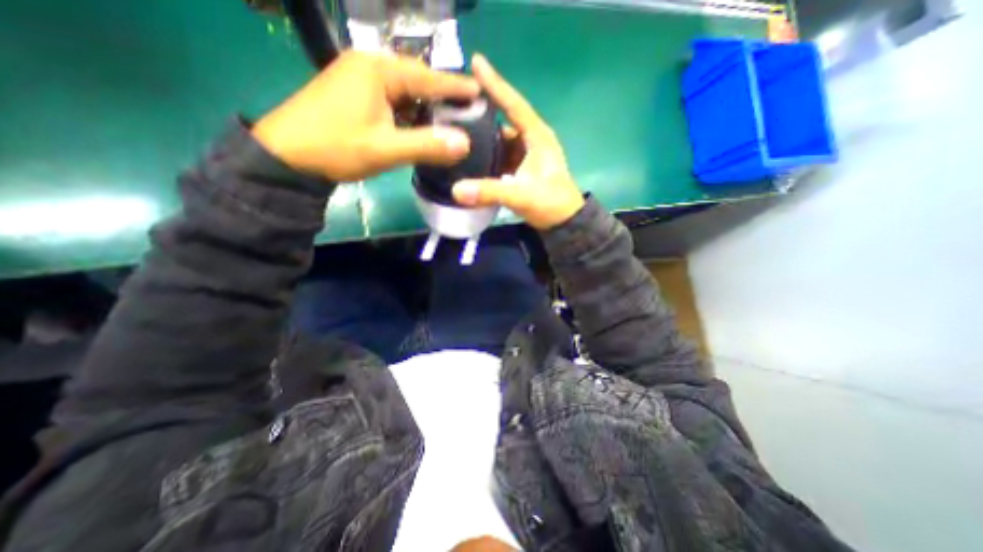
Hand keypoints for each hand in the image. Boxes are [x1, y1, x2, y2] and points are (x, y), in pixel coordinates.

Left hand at [253, 49, 479, 178]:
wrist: (287, 157)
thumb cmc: (336, 147)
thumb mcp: (385, 149)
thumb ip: (426, 145)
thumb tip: (465, 143)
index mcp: (377, 71)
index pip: (427, 76)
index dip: (455, 87)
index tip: (480, 92)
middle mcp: (369, 67)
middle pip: (416, 80)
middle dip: (441, 96)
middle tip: (467, 110)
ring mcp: (359, 80)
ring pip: (404, 91)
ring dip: (425, 106)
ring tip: (449, 120)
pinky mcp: (355, 96)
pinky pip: (391, 100)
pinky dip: (409, 113)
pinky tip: (420, 126)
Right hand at [453, 54, 581, 230]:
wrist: (563, 222)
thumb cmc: (550, 203)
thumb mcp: (522, 195)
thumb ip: (490, 192)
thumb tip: (456, 190)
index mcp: (537, 136)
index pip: (514, 104)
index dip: (496, 84)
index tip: (476, 62)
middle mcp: (531, 140)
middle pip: (503, 120)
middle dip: (482, 114)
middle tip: (454, 107)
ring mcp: (525, 155)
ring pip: (500, 140)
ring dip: (482, 138)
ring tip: (456, 133)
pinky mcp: (521, 168)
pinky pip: (500, 156)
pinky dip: (487, 156)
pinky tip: (471, 158)